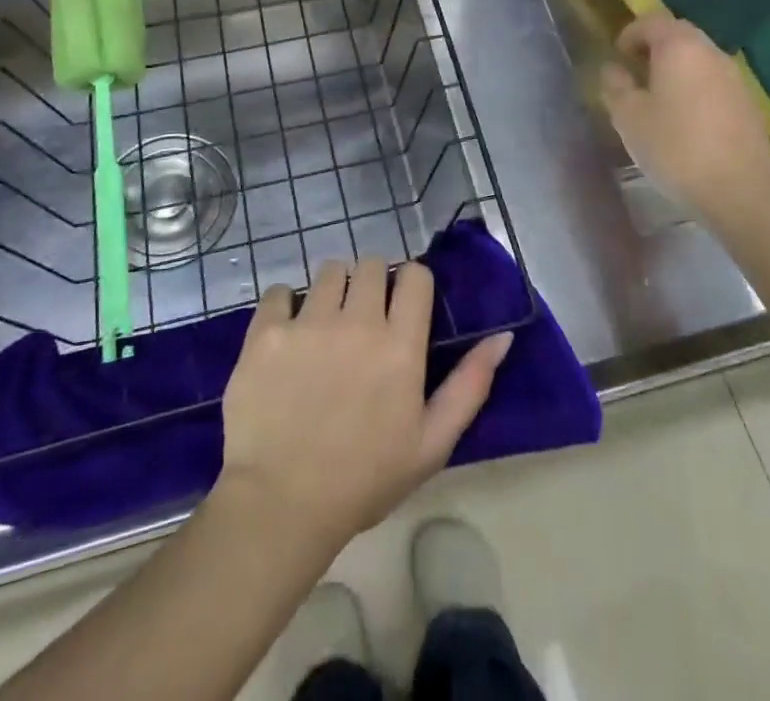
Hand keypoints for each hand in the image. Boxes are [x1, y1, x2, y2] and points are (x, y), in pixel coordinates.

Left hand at [216, 259, 512, 554]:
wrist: (281, 505)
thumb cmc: (364, 480)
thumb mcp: (432, 443)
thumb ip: (470, 385)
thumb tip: (502, 337)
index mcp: (401, 345)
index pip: (414, 275)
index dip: (411, 284)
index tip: (402, 306)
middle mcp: (357, 321)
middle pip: (370, 264)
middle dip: (372, 283)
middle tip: (363, 318)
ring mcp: (309, 322)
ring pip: (329, 271)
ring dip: (333, 289)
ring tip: (325, 325)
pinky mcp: (267, 331)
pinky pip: (279, 291)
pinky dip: (285, 305)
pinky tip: (287, 336)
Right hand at [600, 14, 769, 230]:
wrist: (739, 191)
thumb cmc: (675, 147)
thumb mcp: (628, 117)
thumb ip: (616, 85)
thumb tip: (613, 68)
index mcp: (679, 47)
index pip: (651, 21)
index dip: (630, 34)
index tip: (617, 56)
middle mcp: (710, 52)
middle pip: (679, 36)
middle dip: (654, 49)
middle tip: (635, 75)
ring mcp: (734, 77)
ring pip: (698, 59)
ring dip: (677, 70)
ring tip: (658, 100)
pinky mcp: (748, 103)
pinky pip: (714, 82)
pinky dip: (696, 89)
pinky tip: (686, 120)